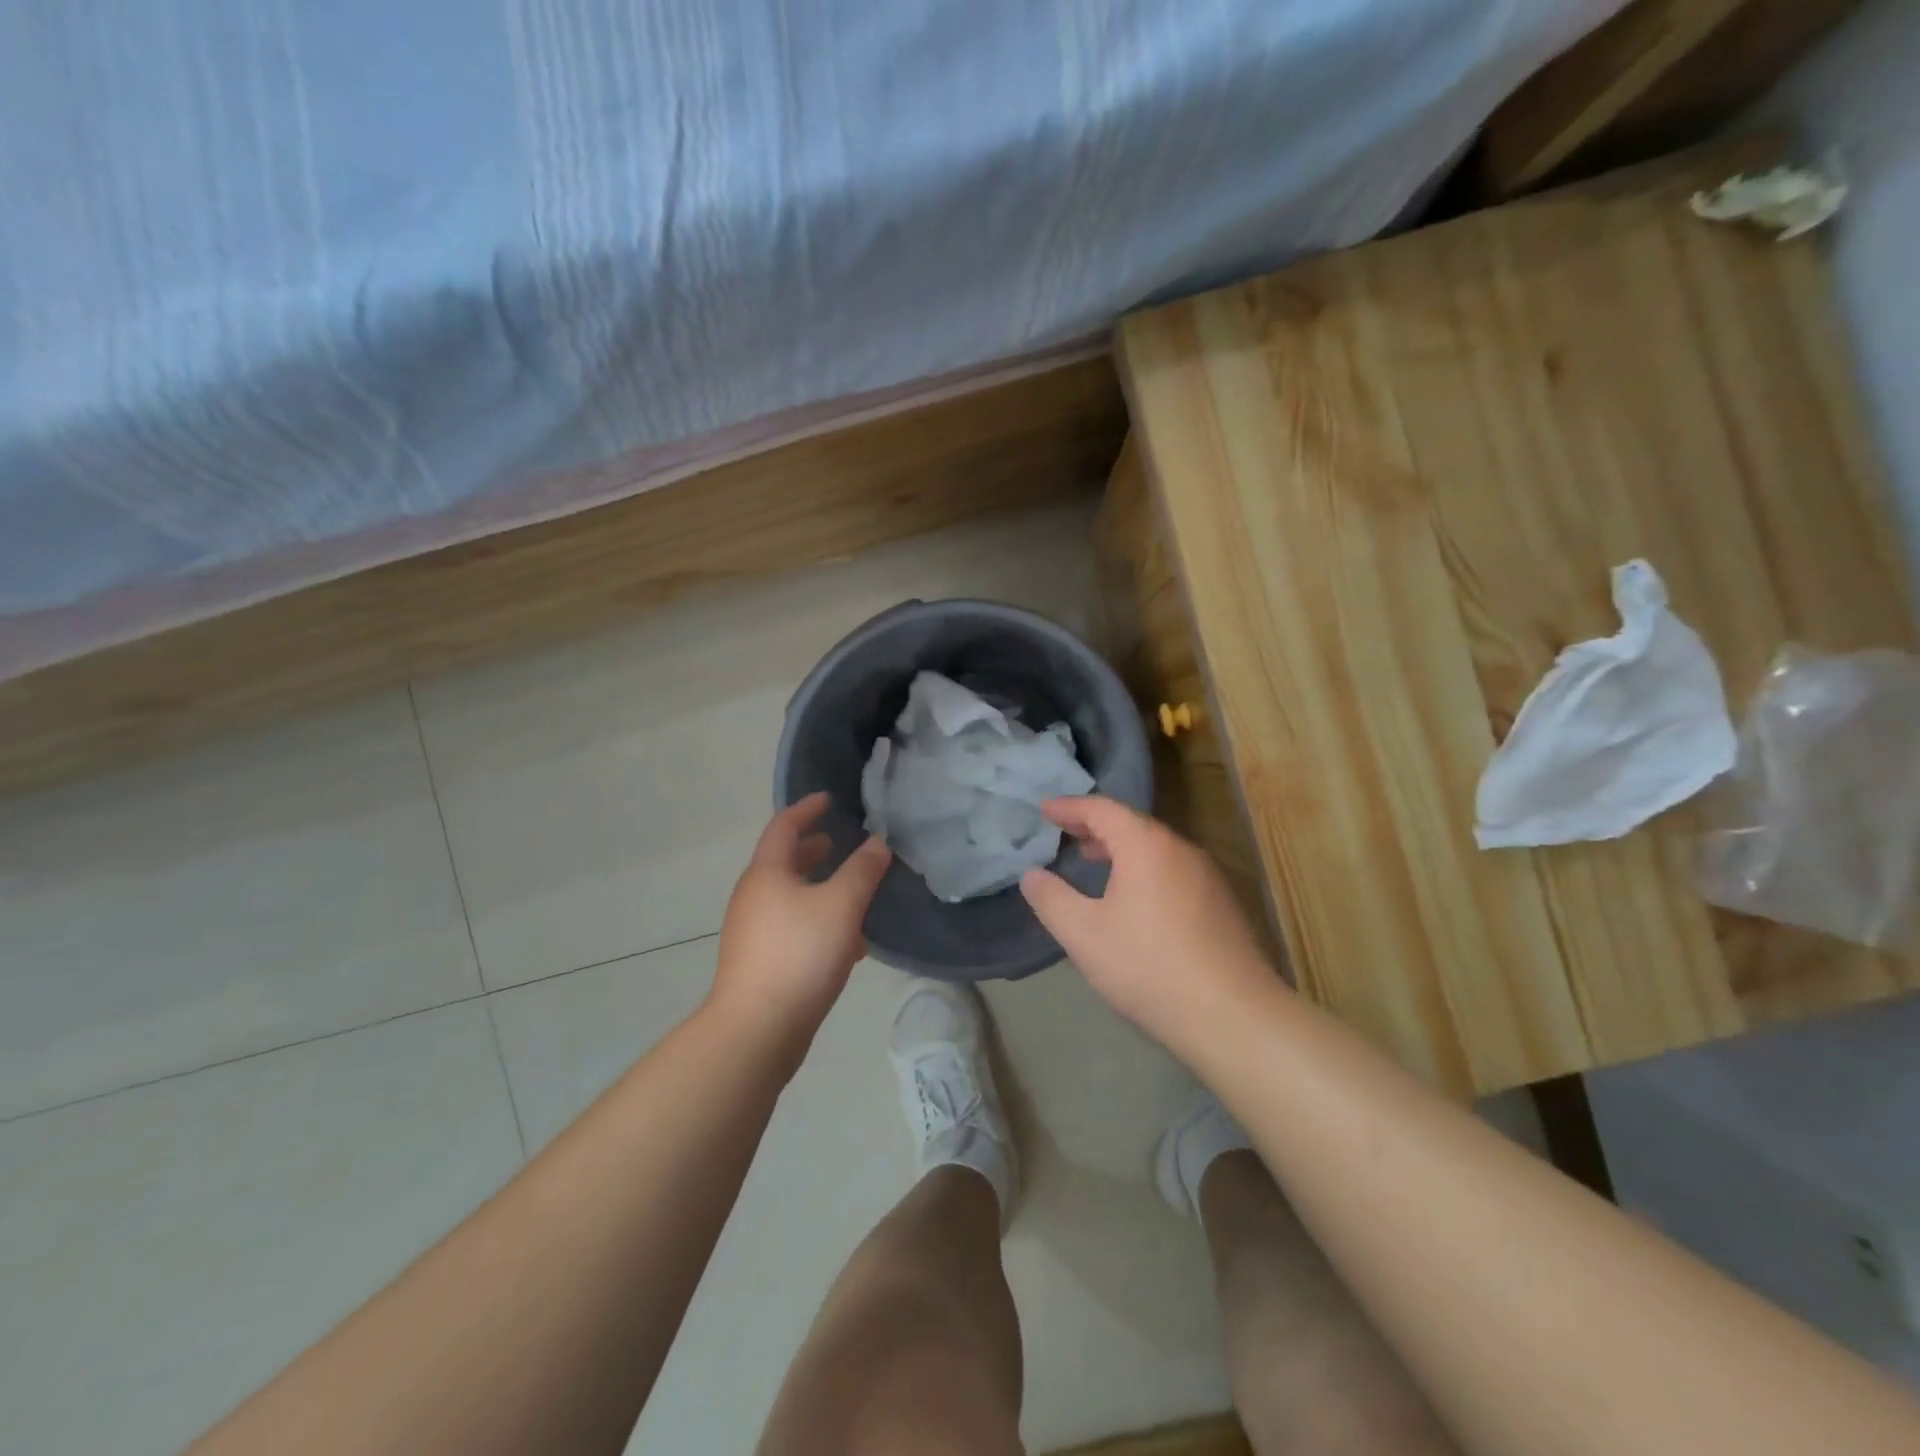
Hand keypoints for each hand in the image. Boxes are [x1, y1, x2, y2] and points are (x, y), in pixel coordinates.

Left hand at [710, 793, 890, 1060]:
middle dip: (815, 850)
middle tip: (843, 843)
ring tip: (854, 891)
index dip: (807, 809)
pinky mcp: (761, 962)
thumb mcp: (841, 905)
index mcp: (767, 874)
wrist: (757, 1030)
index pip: (784, 826)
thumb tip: (878, 842)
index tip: (829, 799)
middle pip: (785, 862)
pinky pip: (794, 928)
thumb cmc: (799, 954)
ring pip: (791, 897)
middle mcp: (754, 897)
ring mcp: (754, 932)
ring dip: (820, 888)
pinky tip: (850, 943)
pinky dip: (819, 921)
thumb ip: (862, 870)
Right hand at [1020, 796, 1279, 1049]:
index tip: (1044, 810)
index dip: (1070, 807)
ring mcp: (1207, 876)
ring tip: (1093, 860)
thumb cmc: (1148, 967)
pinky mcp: (1221, 903)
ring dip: (1120, 848)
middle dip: (1095, 825)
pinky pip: (1173, 869)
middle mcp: (1181, 849)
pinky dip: (1144, 867)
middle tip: (1065, 832)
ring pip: (1155, 847)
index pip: (1102, 809)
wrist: (1233, 1016)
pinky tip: (1133, 897)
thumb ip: (1051, 899)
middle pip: (1132, 823)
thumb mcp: (1084, 935)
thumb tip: (1031, 875)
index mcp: (1146, 846)